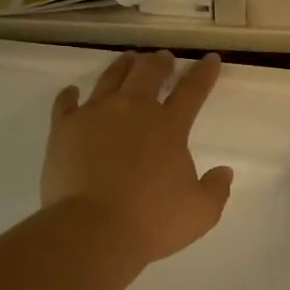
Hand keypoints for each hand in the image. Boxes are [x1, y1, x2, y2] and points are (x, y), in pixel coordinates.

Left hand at [43, 51, 233, 265]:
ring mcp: (95, 114)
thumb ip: (216, 189)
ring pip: (111, 77)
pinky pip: (66, 102)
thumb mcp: (200, 213)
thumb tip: (225, 172)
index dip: (204, 73)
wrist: (92, 230)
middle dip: (160, 62)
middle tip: (164, 59)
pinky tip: (73, 91)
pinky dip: (71, 94)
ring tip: (128, 59)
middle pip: (148, 73)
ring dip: (123, 65)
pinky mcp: (64, 128)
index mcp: (169, 126)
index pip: (192, 90)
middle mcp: (133, 110)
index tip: (210, 59)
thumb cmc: (151, 221)